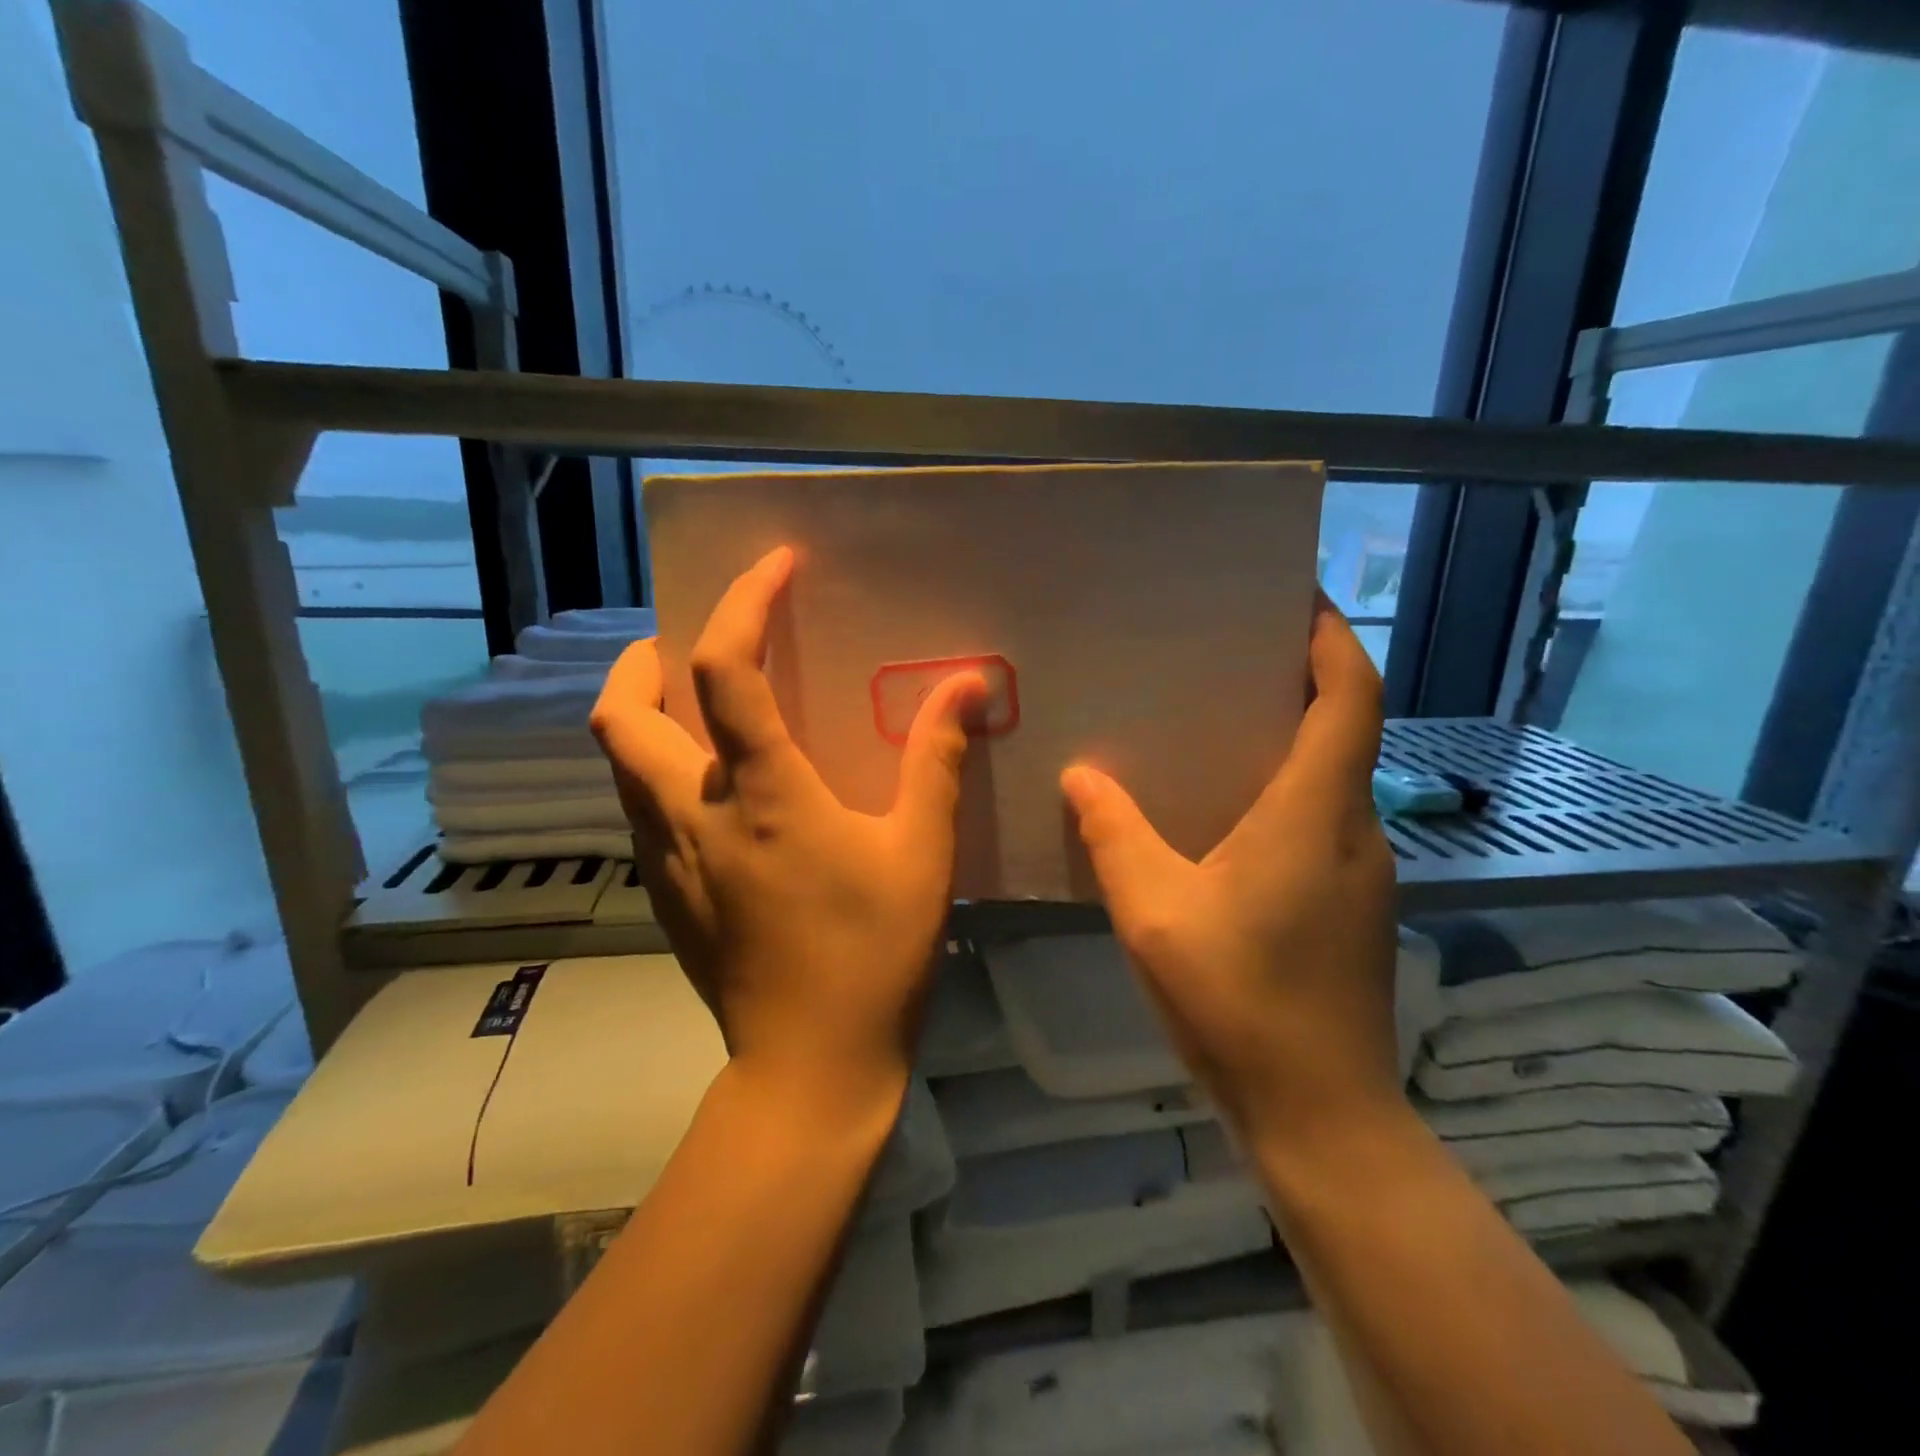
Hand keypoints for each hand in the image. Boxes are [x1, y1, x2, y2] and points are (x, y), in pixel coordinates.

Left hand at [590, 547, 986, 1116]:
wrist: (810, 1067)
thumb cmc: (873, 954)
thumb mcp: (922, 852)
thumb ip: (938, 761)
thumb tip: (967, 686)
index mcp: (760, 794)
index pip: (725, 670)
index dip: (743, 603)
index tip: (774, 566)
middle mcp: (691, 814)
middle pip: (621, 713)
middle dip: (642, 659)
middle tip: (690, 645)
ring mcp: (665, 859)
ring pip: (618, 762)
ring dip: (643, 713)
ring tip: (697, 704)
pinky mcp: (664, 895)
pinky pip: (638, 808)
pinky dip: (657, 770)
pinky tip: (711, 788)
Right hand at [1061, 594, 1400, 1145]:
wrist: (1320, 1114)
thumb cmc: (1239, 1001)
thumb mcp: (1153, 911)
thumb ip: (1114, 835)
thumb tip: (1081, 776)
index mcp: (1314, 812)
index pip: (1350, 696)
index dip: (1332, 638)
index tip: (1297, 600)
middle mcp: (1353, 828)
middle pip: (1345, 728)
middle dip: (1300, 679)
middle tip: (1226, 656)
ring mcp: (1360, 872)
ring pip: (1332, 778)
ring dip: (1288, 740)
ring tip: (1212, 726)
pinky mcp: (1351, 907)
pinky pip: (1320, 821)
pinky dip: (1281, 793)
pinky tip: (1219, 817)